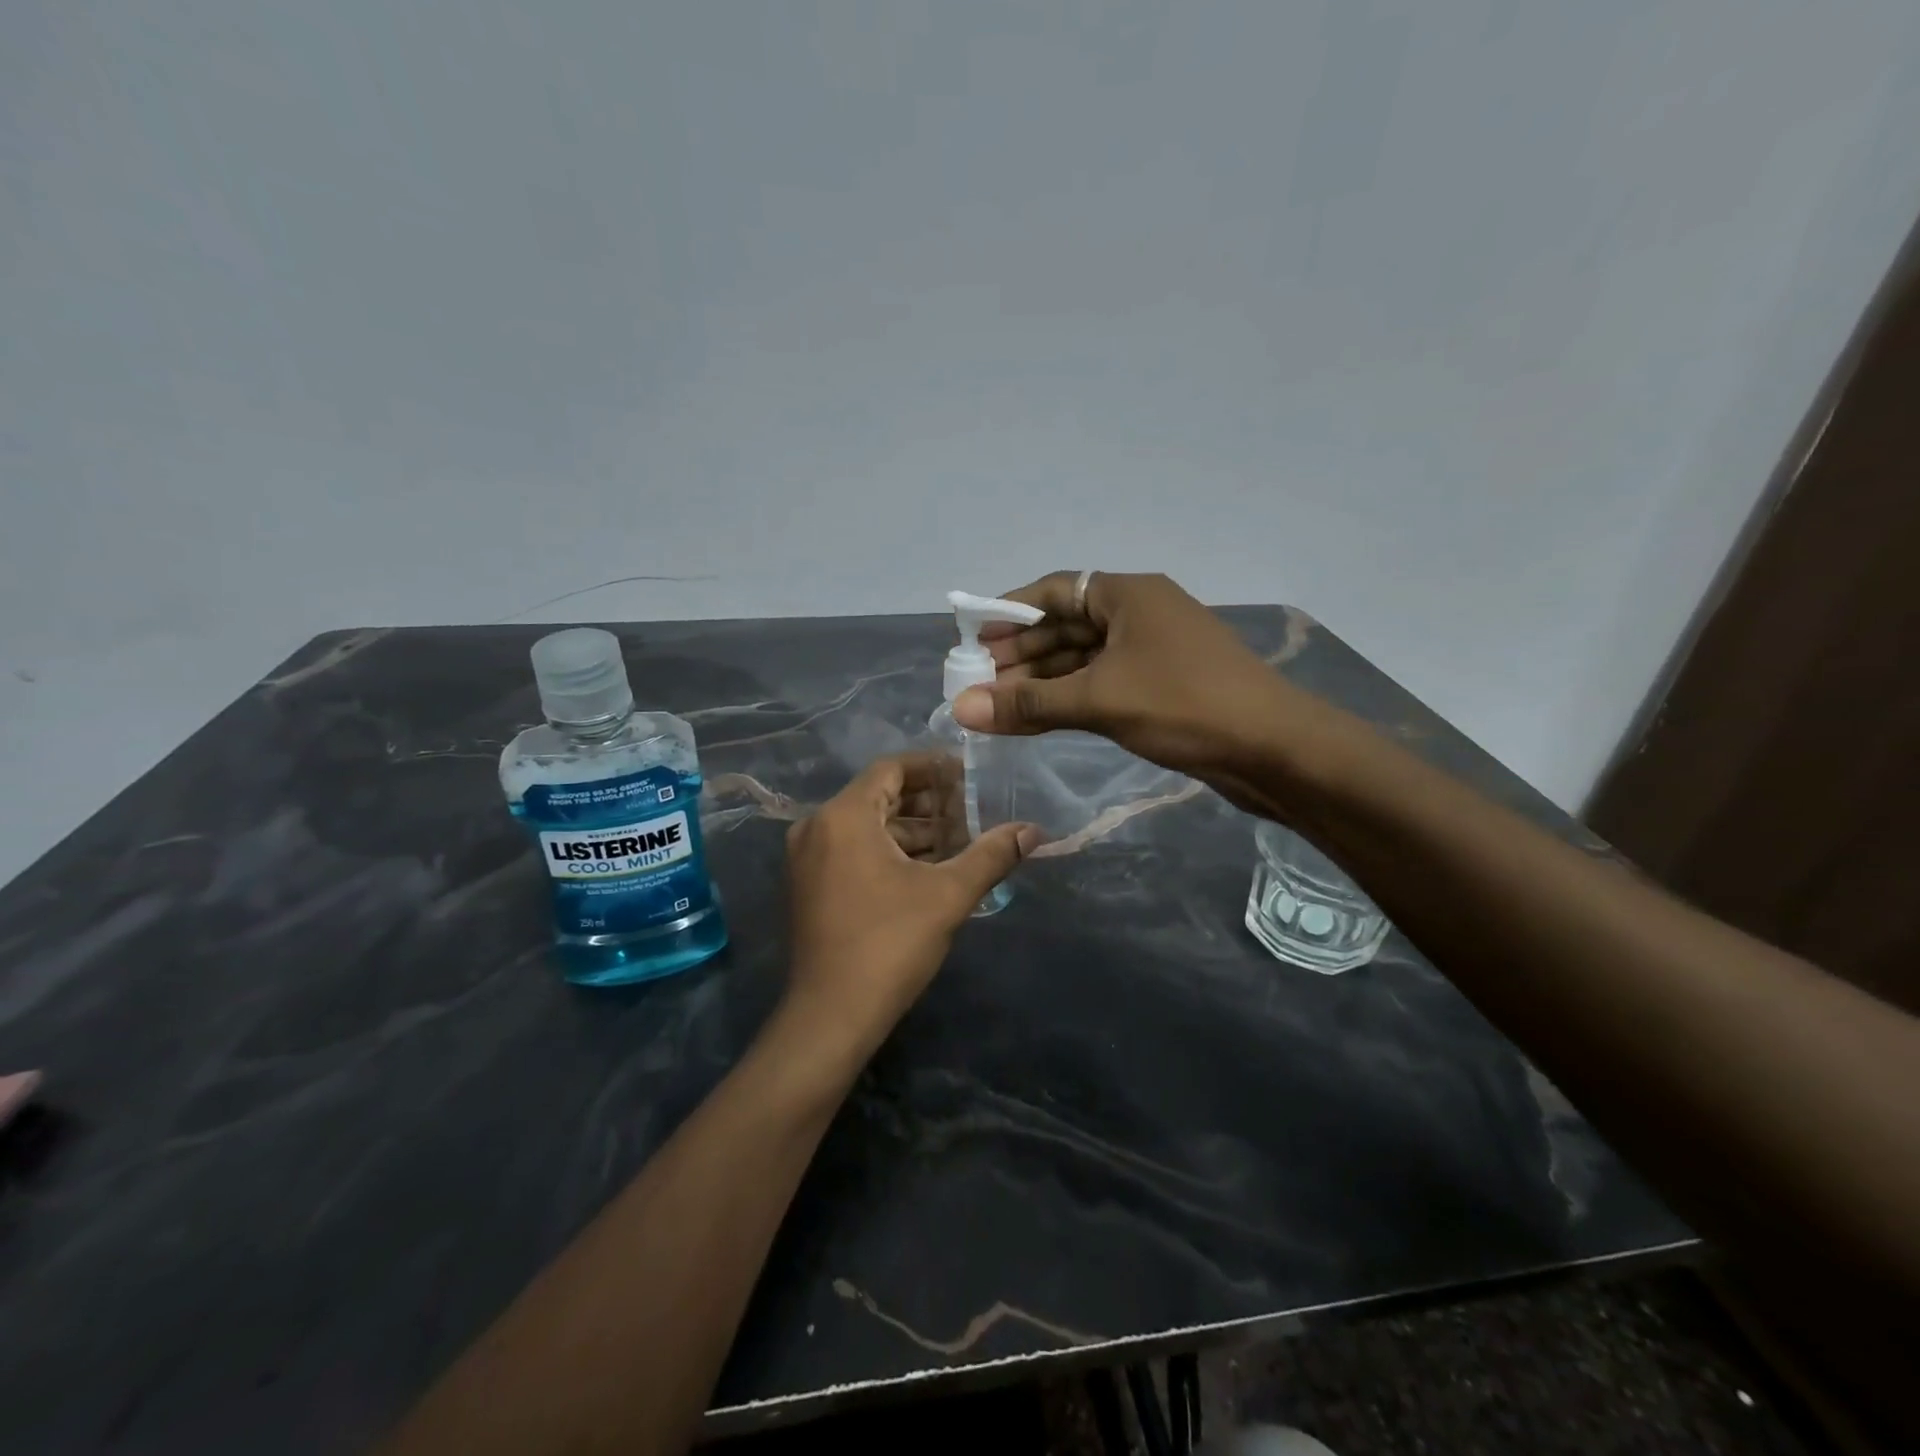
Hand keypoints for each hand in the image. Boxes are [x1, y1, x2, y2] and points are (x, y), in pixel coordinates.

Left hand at [782, 753, 1039, 1057]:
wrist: (830, 1016)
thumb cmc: (889, 944)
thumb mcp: (948, 895)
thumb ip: (991, 855)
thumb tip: (1033, 831)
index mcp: (843, 816)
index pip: (891, 769)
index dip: (932, 767)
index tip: (968, 774)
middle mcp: (817, 827)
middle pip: (879, 797)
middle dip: (927, 803)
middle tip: (971, 809)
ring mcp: (808, 858)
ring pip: (867, 826)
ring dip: (911, 831)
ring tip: (959, 841)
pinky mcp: (809, 885)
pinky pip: (853, 850)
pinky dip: (889, 851)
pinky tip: (927, 869)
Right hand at [951, 571, 1346, 813]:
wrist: (1273, 749)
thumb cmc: (1184, 706)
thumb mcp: (1099, 700)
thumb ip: (1028, 704)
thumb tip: (960, 709)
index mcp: (1127, 594)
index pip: (1053, 590)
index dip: (1009, 613)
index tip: (972, 640)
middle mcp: (1138, 613)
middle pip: (1065, 625)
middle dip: (1021, 654)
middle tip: (977, 682)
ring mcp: (1152, 650)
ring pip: (1083, 658)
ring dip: (1042, 680)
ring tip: (997, 706)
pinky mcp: (1162, 685)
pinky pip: (1102, 682)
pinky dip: (1069, 698)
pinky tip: (1038, 718)